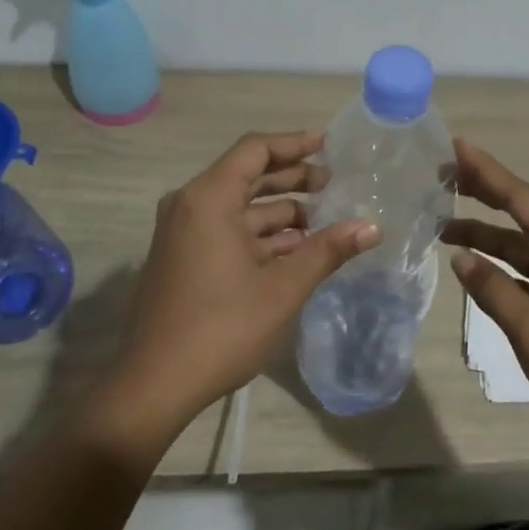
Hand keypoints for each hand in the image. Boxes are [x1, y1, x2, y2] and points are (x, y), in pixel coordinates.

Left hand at [104, 132, 378, 444]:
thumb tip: (372, 226)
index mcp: (209, 198)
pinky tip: (296, 248)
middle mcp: (190, 204)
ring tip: (325, 219)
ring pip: (240, 206)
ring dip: (280, 211)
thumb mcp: (283, 288)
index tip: (329, 146)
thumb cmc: (222, 327)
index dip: (294, 144)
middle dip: (292, 178)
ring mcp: (183, 232)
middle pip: (247, 175)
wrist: (156, 384)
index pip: (255, 150)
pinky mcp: (183, 257)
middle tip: (334, 184)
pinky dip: (261, 234)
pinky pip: (227, 229)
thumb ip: (328, 250)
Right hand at [443, 140, 528, 453]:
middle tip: (442, 175)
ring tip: (443, 226)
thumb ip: (493, 290)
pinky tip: (476, 267)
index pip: (521, 197)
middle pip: (523, 213)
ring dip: (487, 237)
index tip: (455, 145)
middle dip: (484, 194)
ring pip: (523, 246)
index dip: (485, 171)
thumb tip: (461, 258)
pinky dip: (503, 267)